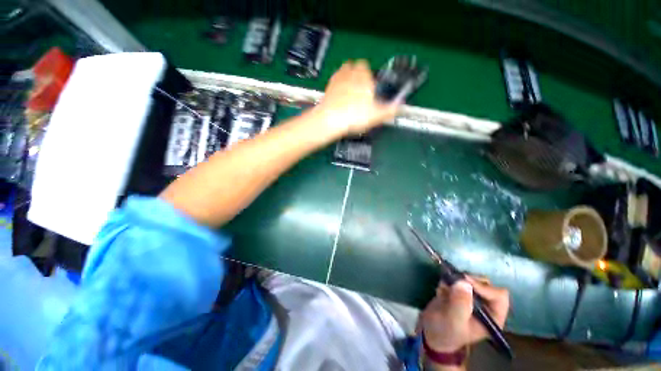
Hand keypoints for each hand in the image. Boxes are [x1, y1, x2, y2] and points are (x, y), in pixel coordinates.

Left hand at [315, 60, 399, 136]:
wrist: (331, 120)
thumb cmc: (354, 116)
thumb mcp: (376, 115)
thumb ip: (390, 109)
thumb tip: (400, 106)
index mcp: (364, 77)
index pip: (368, 67)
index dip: (370, 75)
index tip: (370, 85)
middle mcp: (350, 73)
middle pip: (355, 65)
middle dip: (359, 73)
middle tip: (361, 87)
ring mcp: (337, 79)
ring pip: (344, 69)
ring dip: (348, 75)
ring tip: (350, 89)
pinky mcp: (328, 87)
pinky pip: (334, 79)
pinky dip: (338, 83)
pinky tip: (339, 94)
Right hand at [420, 276, 508, 352]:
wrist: (431, 331)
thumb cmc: (446, 332)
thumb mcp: (453, 321)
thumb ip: (461, 304)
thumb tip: (464, 283)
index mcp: (492, 317)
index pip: (498, 296)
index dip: (484, 287)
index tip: (465, 282)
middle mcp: (486, 305)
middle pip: (485, 284)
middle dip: (468, 280)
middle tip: (453, 282)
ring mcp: (472, 297)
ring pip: (471, 279)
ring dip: (456, 279)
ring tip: (444, 288)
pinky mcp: (459, 291)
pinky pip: (457, 278)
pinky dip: (448, 279)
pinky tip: (440, 290)